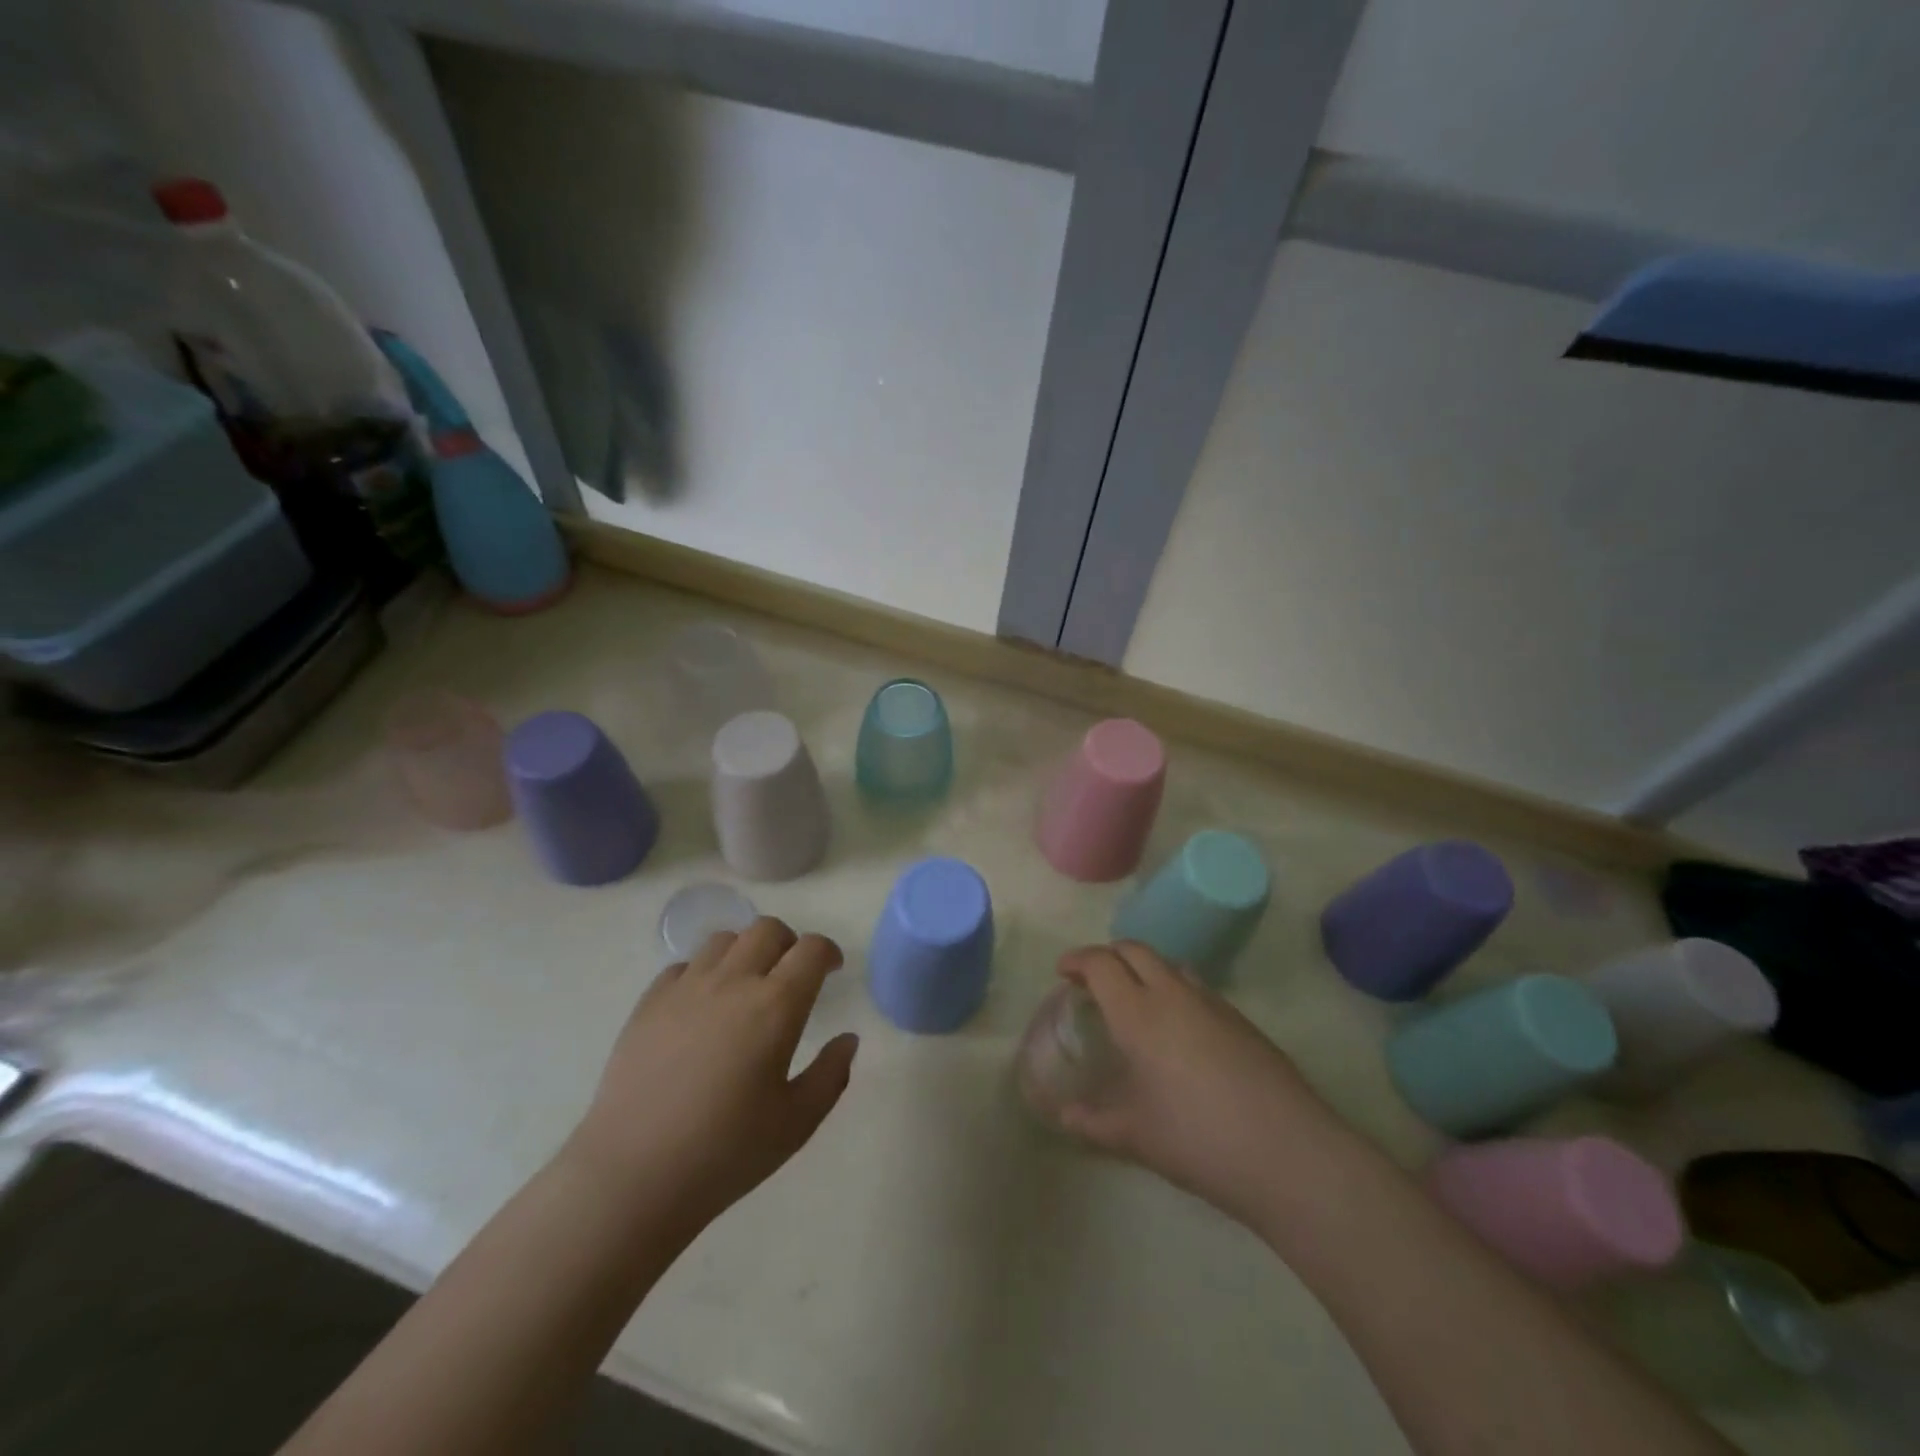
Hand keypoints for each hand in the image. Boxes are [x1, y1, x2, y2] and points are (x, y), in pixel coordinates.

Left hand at [566, 918, 857, 1233]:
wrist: (631, 1176)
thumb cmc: (725, 1153)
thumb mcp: (796, 1124)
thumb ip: (831, 1075)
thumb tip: (847, 1039)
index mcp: (775, 1006)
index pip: (811, 950)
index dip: (827, 952)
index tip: (832, 970)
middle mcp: (732, 982)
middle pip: (767, 929)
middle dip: (789, 942)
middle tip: (792, 974)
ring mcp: (685, 988)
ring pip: (724, 940)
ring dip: (745, 951)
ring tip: (746, 985)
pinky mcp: (648, 1003)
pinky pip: (683, 965)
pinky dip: (703, 972)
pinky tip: (702, 1006)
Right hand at [1058, 942, 1337, 1228]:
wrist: (1290, 1153)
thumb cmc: (1199, 1140)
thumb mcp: (1136, 1137)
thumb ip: (1093, 1122)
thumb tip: (1064, 1117)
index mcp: (1139, 1013)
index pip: (1101, 964)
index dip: (1078, 960)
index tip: (1063, 972)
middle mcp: (1174, 994)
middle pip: (1135, 950)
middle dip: (1108, 956)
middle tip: (1093, 981)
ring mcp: (1214, 1003)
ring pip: (1169, 964)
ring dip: (1144, 969)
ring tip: (1135, 1000)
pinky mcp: (1242, 1020)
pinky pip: (1197, 987)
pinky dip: (1174, 990)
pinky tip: (1178, 1032)